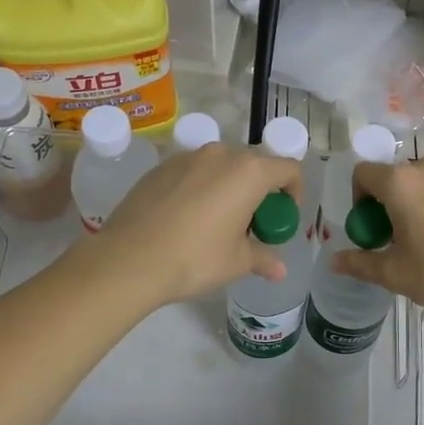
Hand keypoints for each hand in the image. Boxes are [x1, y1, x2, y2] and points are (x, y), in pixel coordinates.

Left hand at [93, 142, 303, 305]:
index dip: (294, 191)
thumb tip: (279, 270)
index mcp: (248, 172)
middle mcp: (220, 154)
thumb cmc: (195, 258)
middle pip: (254, 165)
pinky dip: (200, 189)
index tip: (283, 216)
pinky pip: (192, 172)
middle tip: (251, 224)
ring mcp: (186, 157)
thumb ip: (263, 258)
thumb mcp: (236, 262)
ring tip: (217, 222)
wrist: (128, 259)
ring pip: (220, 167)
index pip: (288, 169)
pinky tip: (186, 219)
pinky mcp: (160, 167)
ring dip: (228, 188)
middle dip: (260, 192)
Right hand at [331, 155, 423, 320]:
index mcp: (401, 182)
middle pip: (397, 177)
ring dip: (421, 201)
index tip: (372, 227)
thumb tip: (335, 261)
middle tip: (401, 238)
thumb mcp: (396, 274)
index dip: (359, 198)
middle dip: (391, 202)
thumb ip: (361, 263)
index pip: (363, 173)